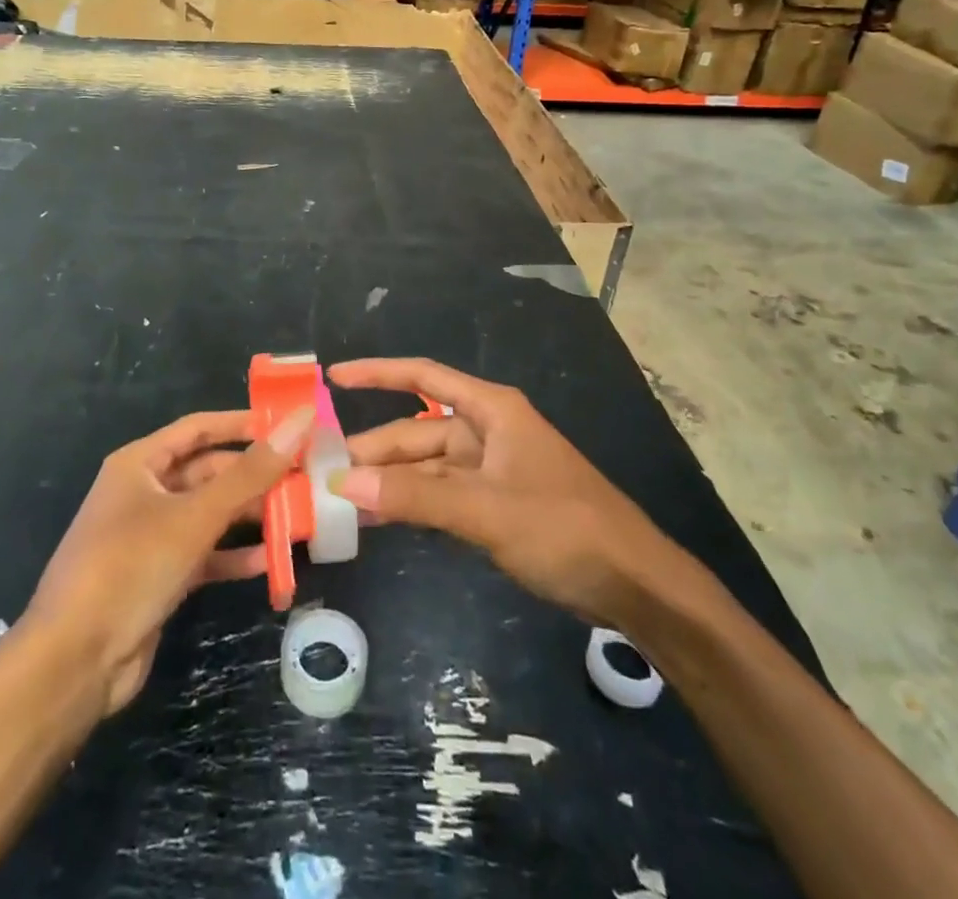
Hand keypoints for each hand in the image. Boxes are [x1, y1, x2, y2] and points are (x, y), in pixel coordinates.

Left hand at [24, 406, 311, 714]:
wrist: (74, 662)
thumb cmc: (130, 567)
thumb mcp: (194, 516)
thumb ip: (250, 472)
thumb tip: (300, 421)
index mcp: (140, 463)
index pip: (199, 427)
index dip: (242, 424)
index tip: (289, 424)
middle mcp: (145, 492)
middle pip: (209, 472)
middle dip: (254, 476)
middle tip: (304, 477)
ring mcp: (151, 536)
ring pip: (210, 514)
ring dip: (250, 516)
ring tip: (298, 517)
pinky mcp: (159, 576)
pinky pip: (205, 554)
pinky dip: (234, 555)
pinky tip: (272, 561)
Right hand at [329, 359, 683, 632]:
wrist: (634, 584)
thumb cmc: (564, 528)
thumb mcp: (486, 510)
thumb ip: (416, 496)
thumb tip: (345, 483)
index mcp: (491, 411)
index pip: (423, 378)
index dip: (377, 373)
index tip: (333, 377)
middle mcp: (488, 431)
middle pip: (418, 431)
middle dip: (374, 448)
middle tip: (323, 471)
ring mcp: (493, 469)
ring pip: (427, 468)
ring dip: (390, 481)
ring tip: (342, 499)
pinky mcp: (497, 504)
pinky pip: (442, 495)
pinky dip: (413, 504)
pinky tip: (382, 518)